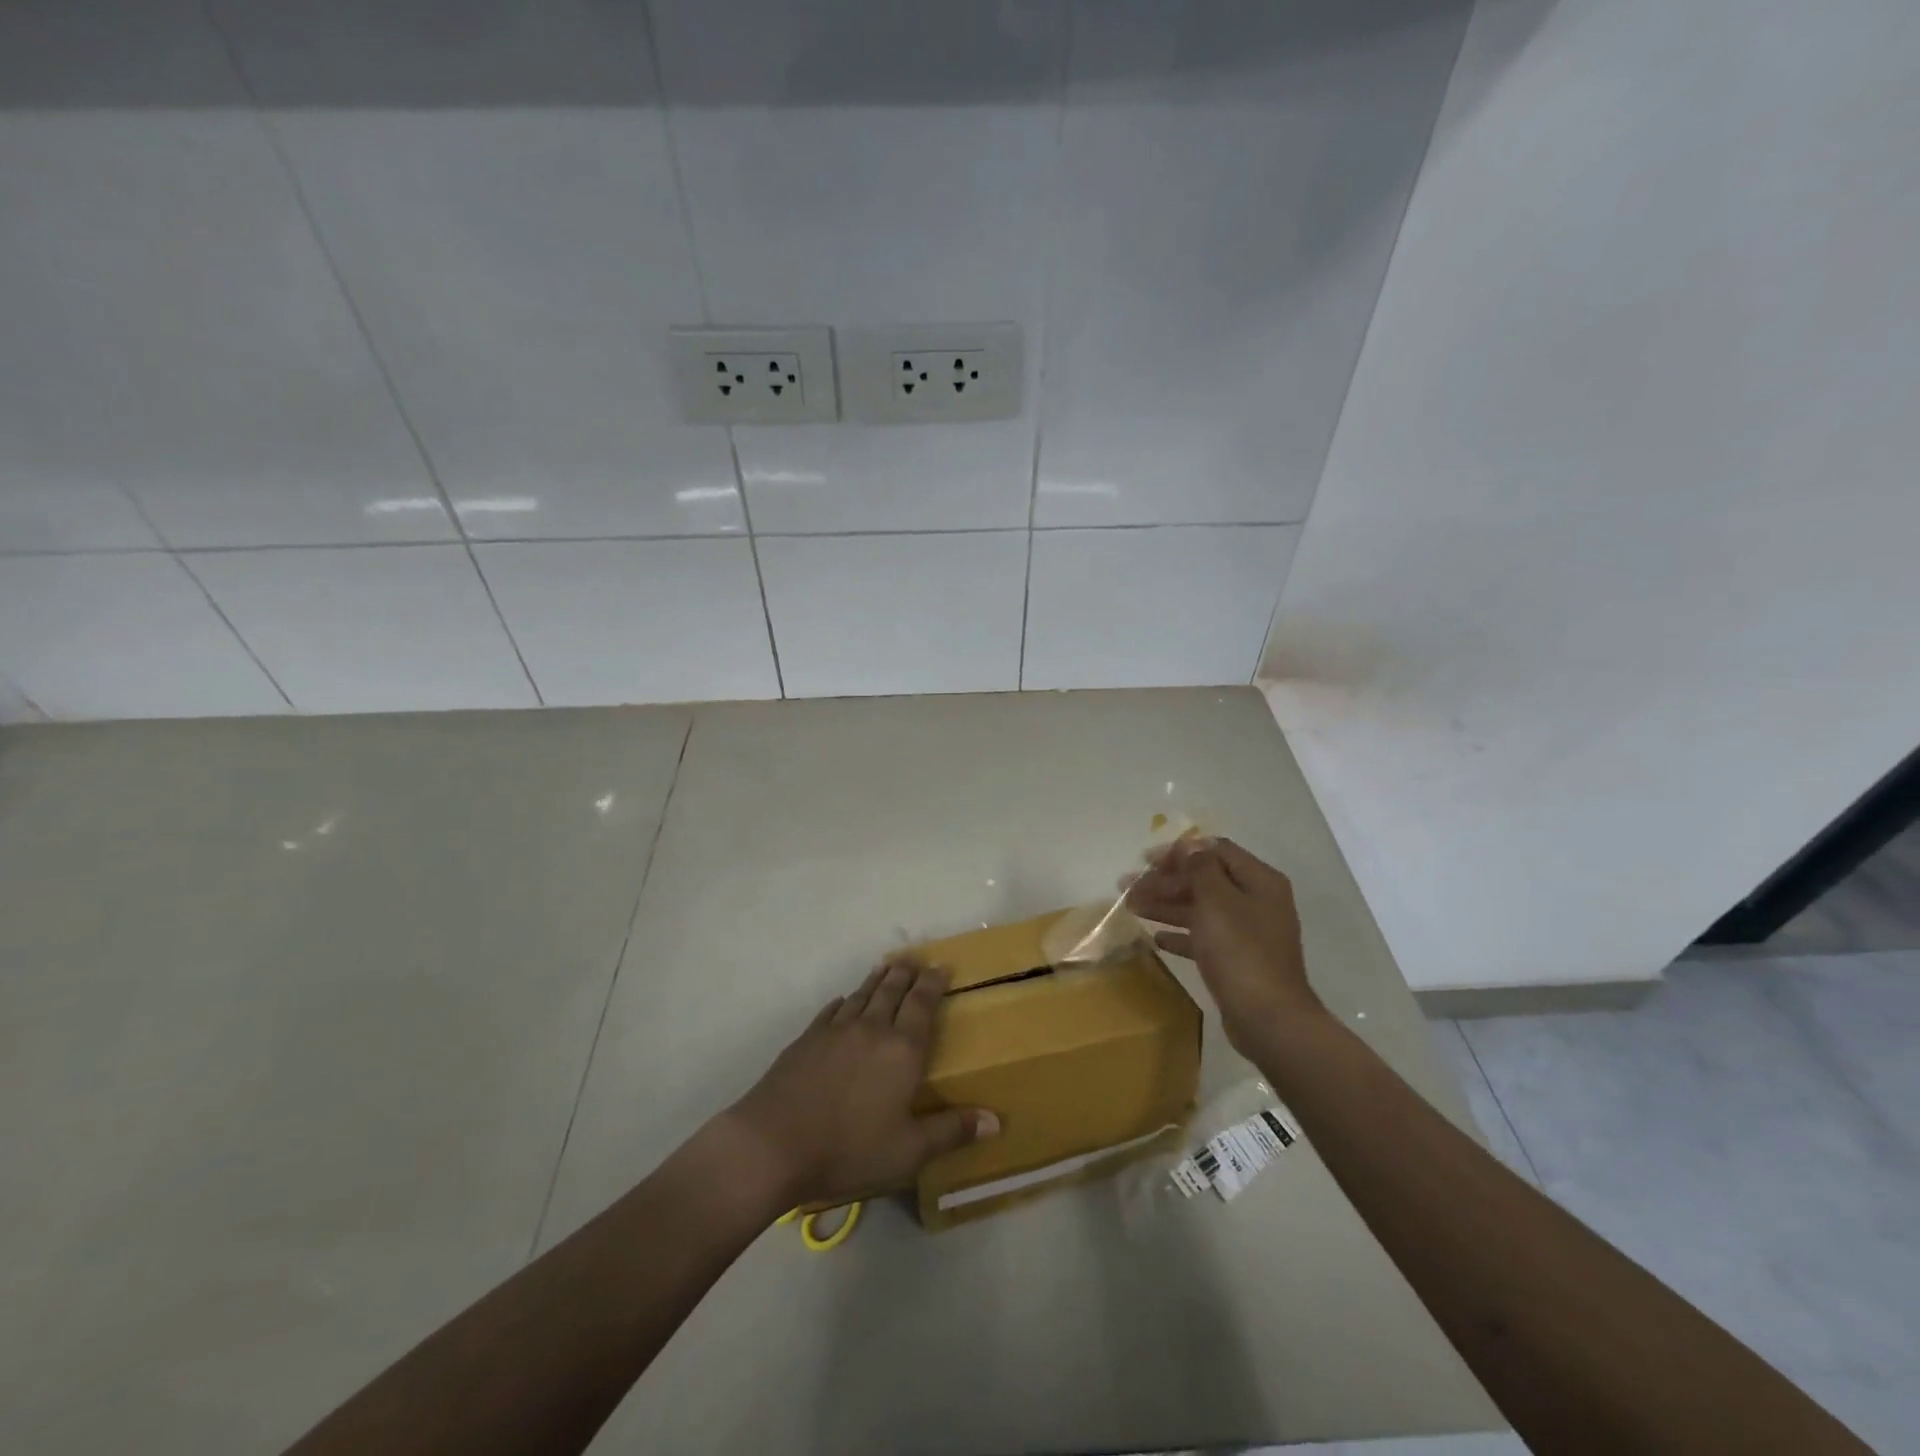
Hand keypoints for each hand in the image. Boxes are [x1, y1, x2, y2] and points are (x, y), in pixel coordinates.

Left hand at [724, 957, 998, 1209]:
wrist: (774, 1143)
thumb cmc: (849, 1149)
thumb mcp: (909, 1151)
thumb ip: (951, 1132)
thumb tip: (996, 1120)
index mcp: (902, 1050)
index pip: (922, 1005)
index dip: (933, 984)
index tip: (941, 967)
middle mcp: (872, 1029)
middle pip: (892, 991)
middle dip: (907, 974)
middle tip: (915, 960)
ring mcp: (835, 1030)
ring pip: (862, 995)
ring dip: (877, 979)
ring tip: (886, 967)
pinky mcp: (807, 1039)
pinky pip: (831, 1011)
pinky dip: (843, 1002)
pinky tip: (843, 1002)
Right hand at [1125, 838, 1325, 1056]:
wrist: (1269, 1019)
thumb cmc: (1241, 951)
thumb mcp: (1217, 900)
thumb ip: (1200, 868)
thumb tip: (1190, 844)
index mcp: (1259, 880)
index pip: (1215, 851)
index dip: (1179, 852)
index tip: (1146, 861)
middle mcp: (1256, 901)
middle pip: (1204, 880)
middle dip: (1165, 881)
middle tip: (1127, 887)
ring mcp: (1248, 933)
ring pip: (1200, 909)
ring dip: (1166, 905)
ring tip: (1131, 908)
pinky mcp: (1238, 961)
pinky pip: (1204, 938)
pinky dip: (1181, 934)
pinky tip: (1156, 938)